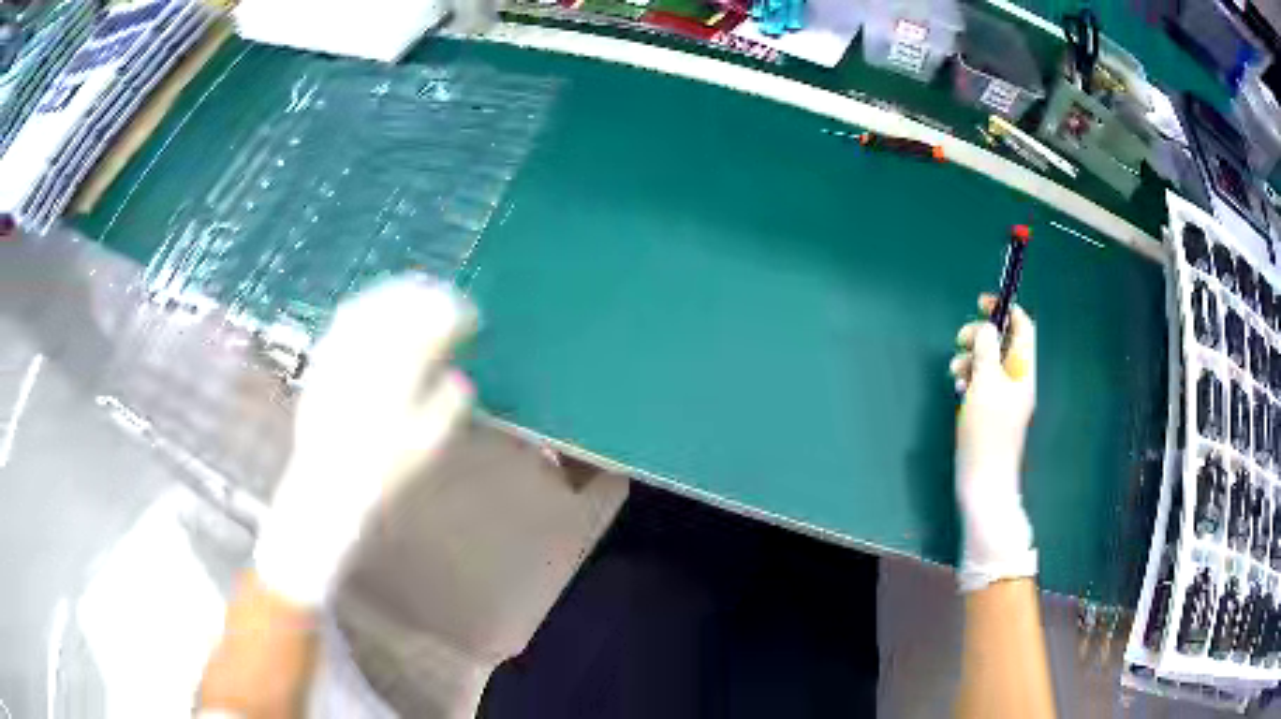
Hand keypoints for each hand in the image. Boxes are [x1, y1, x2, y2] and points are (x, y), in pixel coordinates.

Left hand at [254, 276, 476, 607]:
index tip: (471, 317)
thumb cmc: (384, 474)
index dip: (455, 315)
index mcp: (400, 374)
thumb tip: (459, 378)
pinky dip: (364, 307)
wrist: (327, 487)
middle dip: (427, 297)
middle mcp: (368, 355)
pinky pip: (343, 321)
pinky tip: (372, 309)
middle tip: (445, 298)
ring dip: (396, 294)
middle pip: (402, 307)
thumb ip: (449, 407)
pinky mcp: (322, 361)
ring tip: (413, 293)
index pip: (432, 326)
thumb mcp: (428, 447)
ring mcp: (341, 355)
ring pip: (371, 306)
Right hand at [949, 294, 1037, 591]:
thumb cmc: (986, 434)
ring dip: (971, 360)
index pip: (1023, 329)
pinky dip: (970, 380)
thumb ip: (986, 350)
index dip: (1005, 310)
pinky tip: (959, 390)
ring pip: (989, 364)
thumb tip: (987, 326)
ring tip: (956, 374)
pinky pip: (982, 385)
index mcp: (1023, 372)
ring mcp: (1004, 400)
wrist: (984, 485)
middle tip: (961, 342)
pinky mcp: (991, 414)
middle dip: (981, 337)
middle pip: (1003, 344)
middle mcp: (1017, 382)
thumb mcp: (985, 385)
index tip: (982, 303)